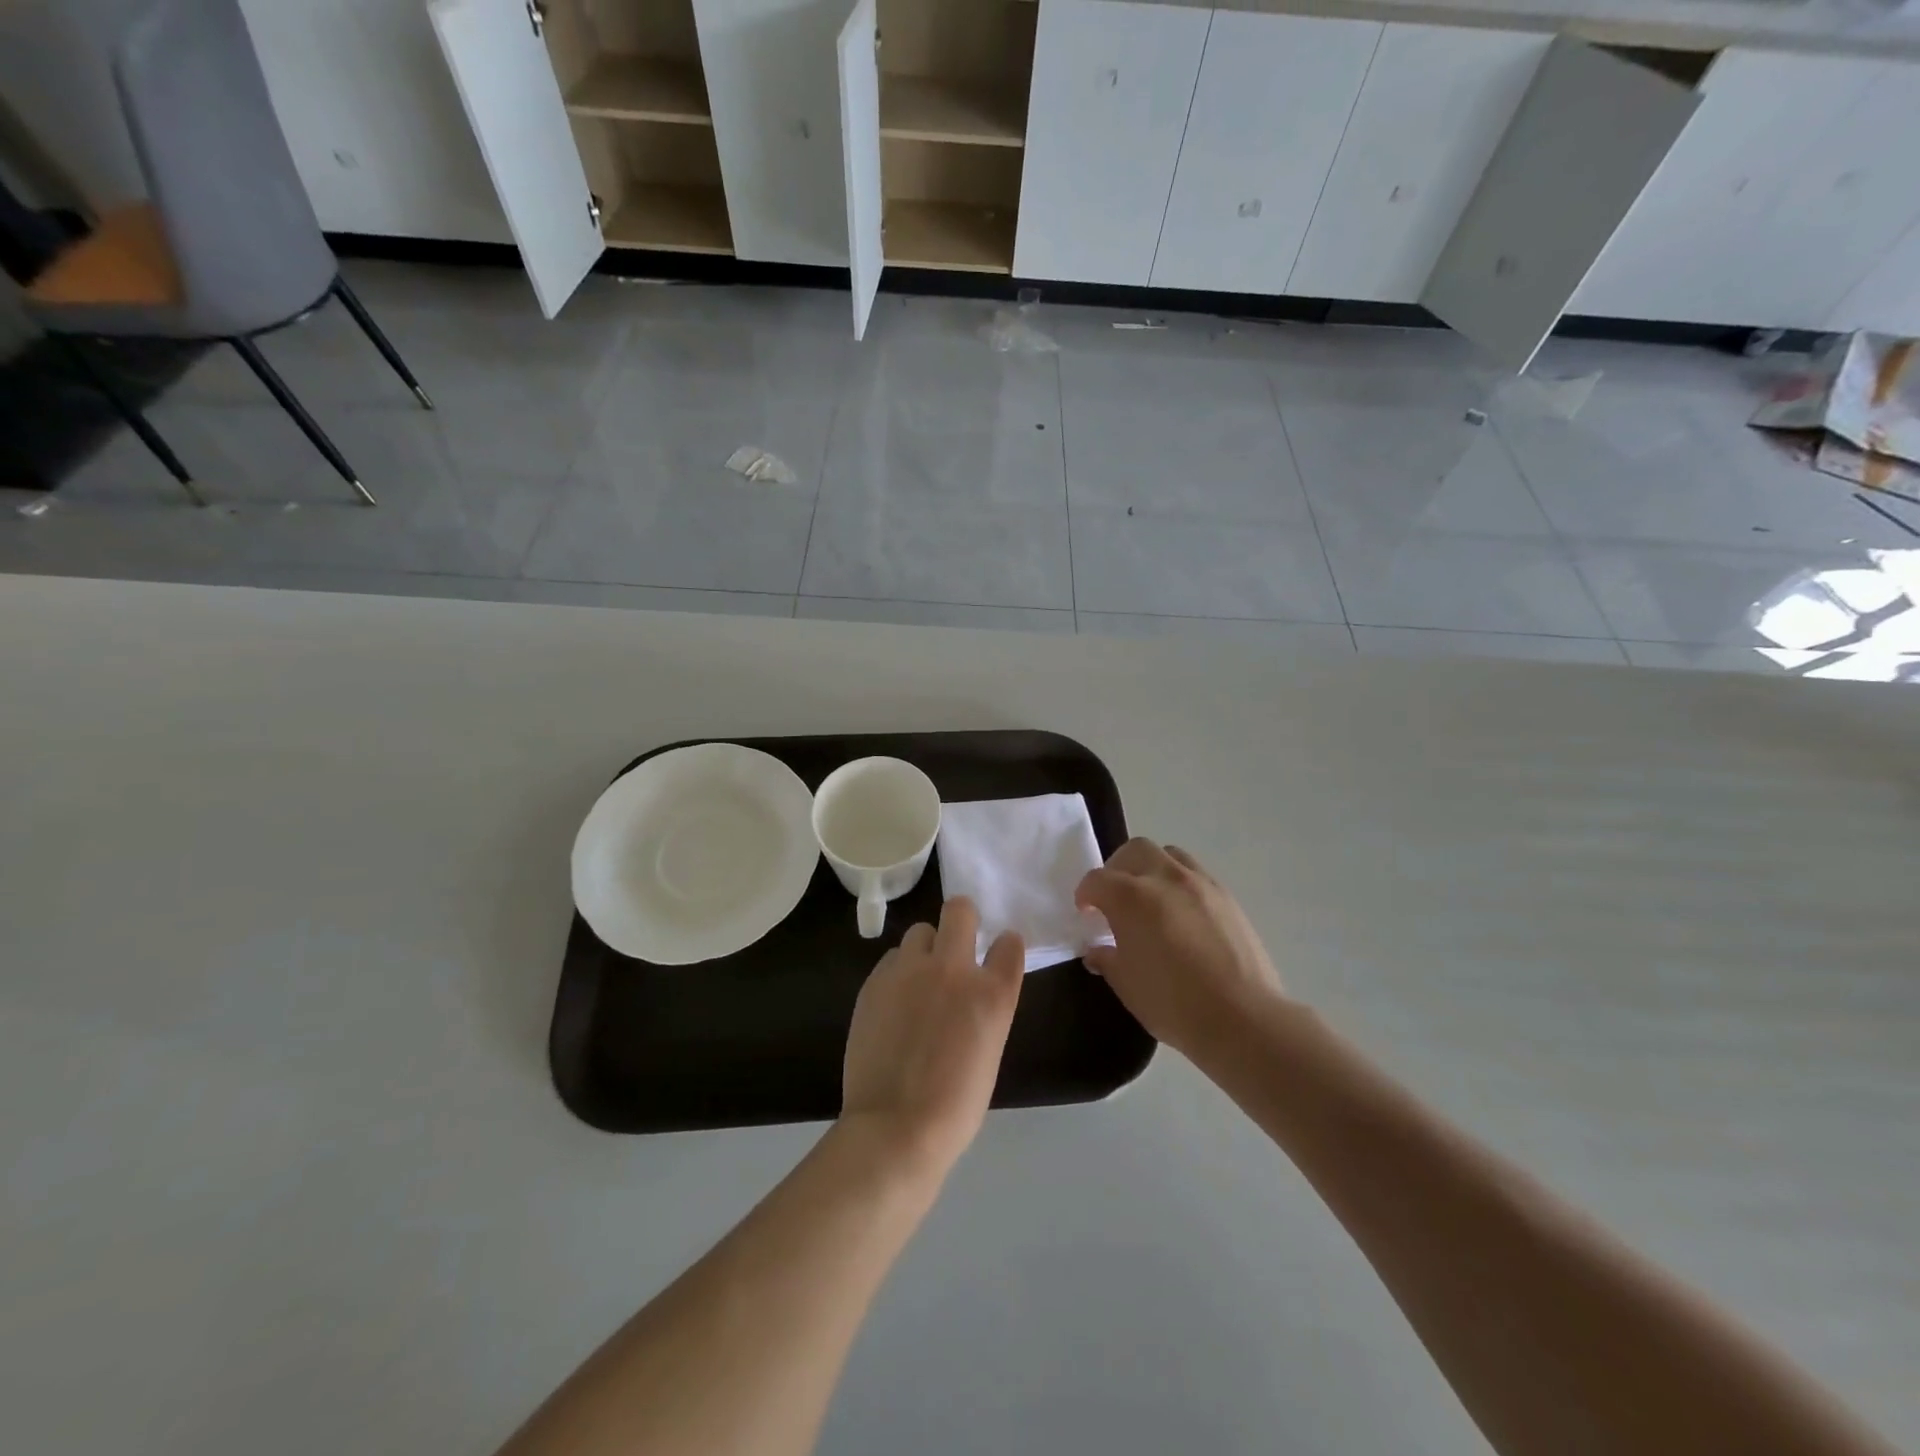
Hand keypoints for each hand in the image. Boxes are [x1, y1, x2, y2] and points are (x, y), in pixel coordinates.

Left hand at [841, 897, 1024, 1174]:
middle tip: (956, 946)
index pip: (1009, 943)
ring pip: (920, 931)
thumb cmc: (955, 1105)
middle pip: (960, 910)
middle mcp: (954, 969)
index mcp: (992, 993)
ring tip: (919, 980)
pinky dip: (898, 972)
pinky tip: (894, 1002)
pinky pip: (892, 959)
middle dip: (961, 920)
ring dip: (926, 949)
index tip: (997, 955)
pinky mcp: (876, 981)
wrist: (896, 1126)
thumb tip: (971, 994)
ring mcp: (910, 970)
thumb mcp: (989, 1051)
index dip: (1004, 946)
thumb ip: (984, 1009)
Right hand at [1075, 838, 1286, 1059]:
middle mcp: (1165, 878)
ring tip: (1150, 899)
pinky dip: (1180, 882)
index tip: (1086, 913)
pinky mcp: (1227, 897)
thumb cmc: (1173, 1004)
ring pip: (1169, 854)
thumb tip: (1098, 950)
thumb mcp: (1127, 986)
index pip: (1097, 880)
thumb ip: (1107, 959)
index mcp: (1131, 898)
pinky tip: (1181, 914)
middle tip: (1115, 898)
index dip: (1085, 894)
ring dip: (1151, 868)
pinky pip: (1195, 873)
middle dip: (1117, 869)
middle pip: (1134, 851)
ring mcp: (1200, 883)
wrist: (1242, 1018)